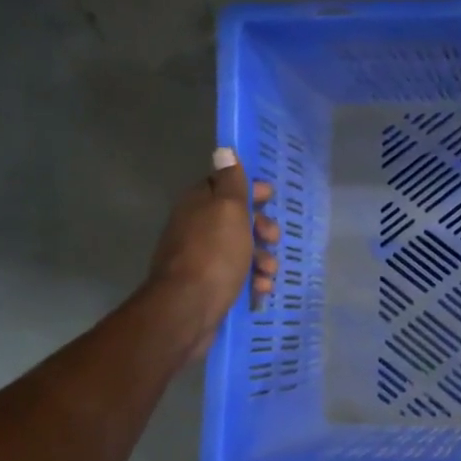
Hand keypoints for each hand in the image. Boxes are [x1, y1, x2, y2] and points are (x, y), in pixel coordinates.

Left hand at [145, 147, 280, 346]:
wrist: (188, 309)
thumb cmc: (214, 254)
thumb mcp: (229, 210)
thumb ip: (231, 182)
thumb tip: (224, 150)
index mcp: (198, 205)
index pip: (223, 185)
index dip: (249, 189)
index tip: (270, 198)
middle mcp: (196, 228)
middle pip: (236, 219)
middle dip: (261, 227)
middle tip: (272, 237)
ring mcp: (201, 259)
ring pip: (240, 250)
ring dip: (262, 258)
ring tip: (270, 271)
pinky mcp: (208, 286)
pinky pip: (237, 276)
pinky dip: (253, 280)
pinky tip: (261, 289)